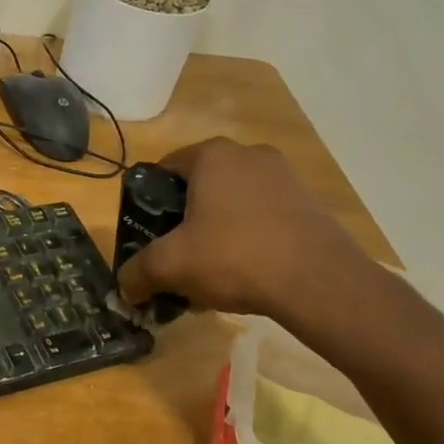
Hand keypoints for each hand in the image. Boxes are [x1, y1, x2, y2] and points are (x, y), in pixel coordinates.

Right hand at [115, 138, 379, 337]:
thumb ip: (137, 273)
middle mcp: (250, 155)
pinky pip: (263, 217)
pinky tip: (244, 275)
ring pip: (232, 204)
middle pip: (200, 187)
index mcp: (212, 156)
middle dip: (184, 222)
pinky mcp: (309, 203)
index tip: (146, 234)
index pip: (165, 168)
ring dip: (215, 233)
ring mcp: (285, 177)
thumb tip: (124, 288)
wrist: (318, 282)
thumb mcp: (170, 266)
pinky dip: (247, 240)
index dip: (148, 202)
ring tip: (209, 274)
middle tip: (176, 257)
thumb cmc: (233, 257)